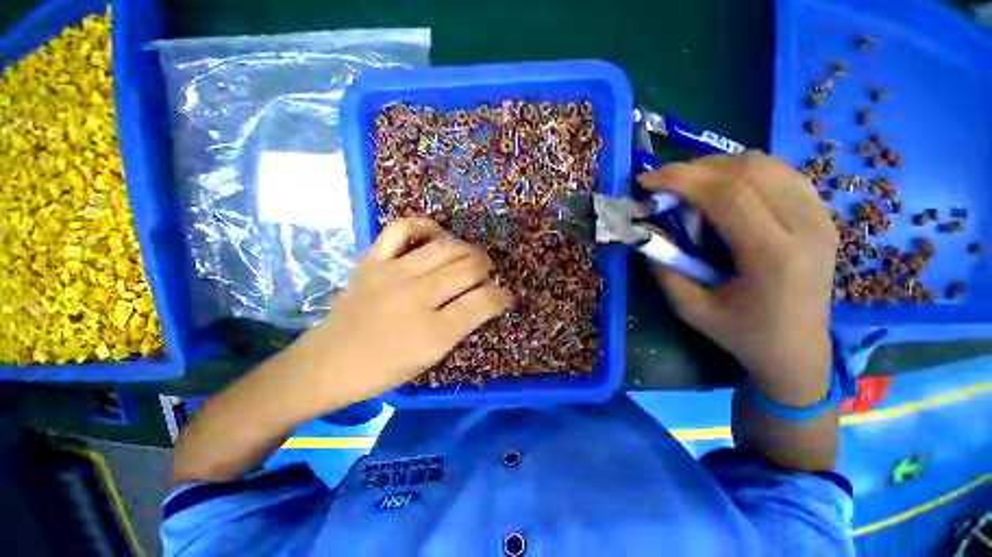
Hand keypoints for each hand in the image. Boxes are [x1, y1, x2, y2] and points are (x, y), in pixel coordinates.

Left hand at [297, 217, 512, 405]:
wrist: (327, 364)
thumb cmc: (384, 369)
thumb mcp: (431, 357)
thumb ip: (461, 327)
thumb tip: (484, 300)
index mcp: (434, 332)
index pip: (484, 302)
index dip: (502, 296)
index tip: (505, 296)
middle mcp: (417, 297)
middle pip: (469, 268)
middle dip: (487, 270)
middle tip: (487, 276)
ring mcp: (393, 273)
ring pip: (446, 246)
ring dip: (467, 250)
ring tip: (470, 257)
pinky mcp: (372, 260)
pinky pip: (402, 228)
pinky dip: (425, 225)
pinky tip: (436, 234)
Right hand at [638, 152, 836, 405]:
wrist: (799, 350)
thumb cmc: (741, 334)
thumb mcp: (689, 307)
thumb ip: (663, 266)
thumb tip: (645, 228)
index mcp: (774, 255)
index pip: (727, 193)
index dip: (681, 179)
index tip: (645, 181)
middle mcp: (806, 226)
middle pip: (747, 170)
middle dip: (694, 170)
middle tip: (662, 185)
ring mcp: (821, 216)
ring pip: (765, 164)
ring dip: (717, 167)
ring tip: (688, 187)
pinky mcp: (822, 213)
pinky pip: (779, 173)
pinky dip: (742, 172)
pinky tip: (722, 191)